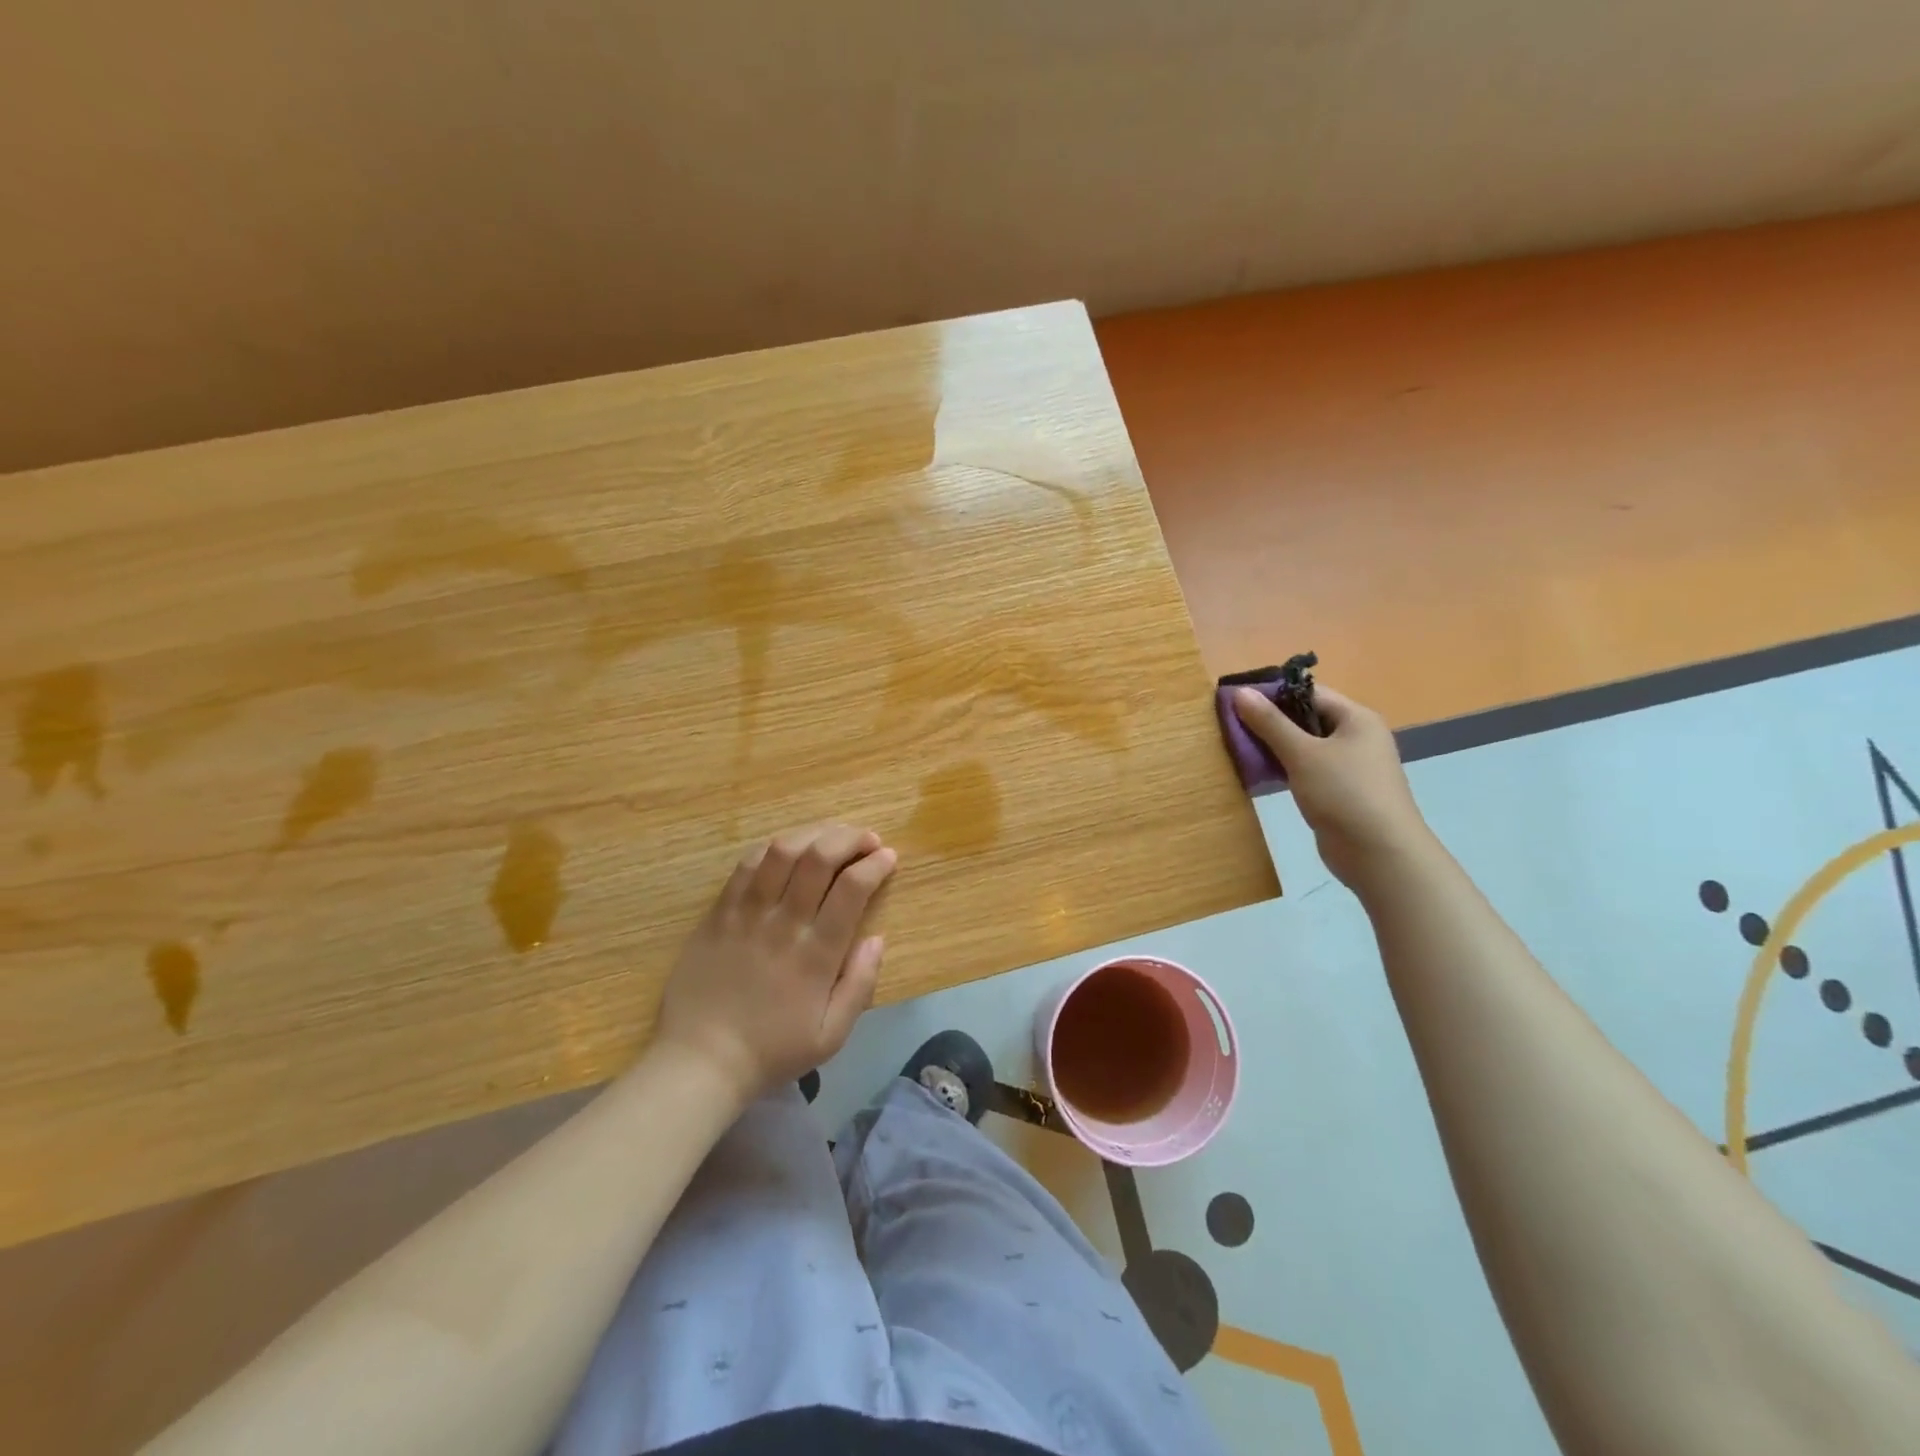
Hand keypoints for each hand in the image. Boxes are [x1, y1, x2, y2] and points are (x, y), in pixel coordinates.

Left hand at [653, 824, 896, 1102]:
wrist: (700, 1061)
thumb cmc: (772, 1051)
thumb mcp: (831, 1036)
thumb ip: (860, 984)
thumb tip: (879, 938)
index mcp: (817, 954)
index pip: (852, 888)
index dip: (875, 864)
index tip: (888, 856)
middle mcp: (784, 923)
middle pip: (819, 857)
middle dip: (850, 837)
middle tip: (866, 838)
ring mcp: (747, 914)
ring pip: (782, 851)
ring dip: (814, 833)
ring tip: (831, 834)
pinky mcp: (719, 912)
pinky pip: (746, 865)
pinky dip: (773, 847)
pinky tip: (787, 847)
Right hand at [1232, 683, 1431, 888]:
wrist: (1379, 855)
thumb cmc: (1344, 793)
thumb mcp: (1302, 754)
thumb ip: (1270, 722)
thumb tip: (1241, 691)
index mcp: (1356, 718)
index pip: (1309, 693)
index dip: (1273, 693)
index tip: (1236, 700)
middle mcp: (1356, 737)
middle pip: (1306, 718)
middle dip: (1270, 721)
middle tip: (1231, 725)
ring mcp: (1349, 766)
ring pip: (1305, 746)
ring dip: (1274, 746)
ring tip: (1238, 747)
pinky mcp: (1339, 792)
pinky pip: (1307, 769)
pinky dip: (1284, 768)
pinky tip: (1260, 773)